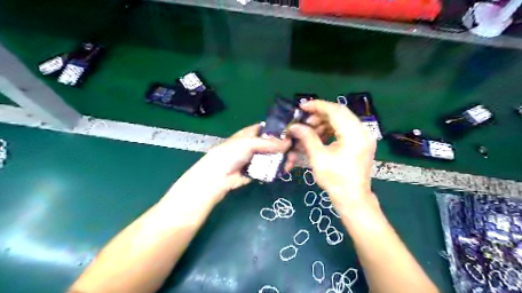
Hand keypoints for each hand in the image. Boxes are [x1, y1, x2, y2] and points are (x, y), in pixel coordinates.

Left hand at [175, 123, 288, 203]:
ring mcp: (259, 158)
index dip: (282, 130)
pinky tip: (285, 170)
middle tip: (296, 152)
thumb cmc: (230, 153)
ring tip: (291, 163)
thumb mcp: (248, 143)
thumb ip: (268, 143)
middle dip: (286, 147)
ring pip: (276, 156)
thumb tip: (289, 142)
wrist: (218, 176)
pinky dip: (279, 168)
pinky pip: (272, 167)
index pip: (270, 128)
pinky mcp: (259, 170)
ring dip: (285, 158)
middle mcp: (257, 144)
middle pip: (276, 143)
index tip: (295, 134)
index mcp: (253, 133)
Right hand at [290, 100, 379, 209]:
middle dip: (319, 115)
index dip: (317, 106)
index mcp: (354, 134)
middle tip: (304, 121)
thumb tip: (294, 126)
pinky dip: (331, 130)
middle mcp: (363, 132)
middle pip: (339, 113)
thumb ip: (307, 137)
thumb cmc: (335, 180)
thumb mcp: (318, 157)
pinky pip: (345, 129)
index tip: (302, 107)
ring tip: (310, 131)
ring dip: (324, 123)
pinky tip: (319, 137)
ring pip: (342, 121)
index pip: (335, 111)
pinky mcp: (361, 143)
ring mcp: (363, 137)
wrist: (352, 198)